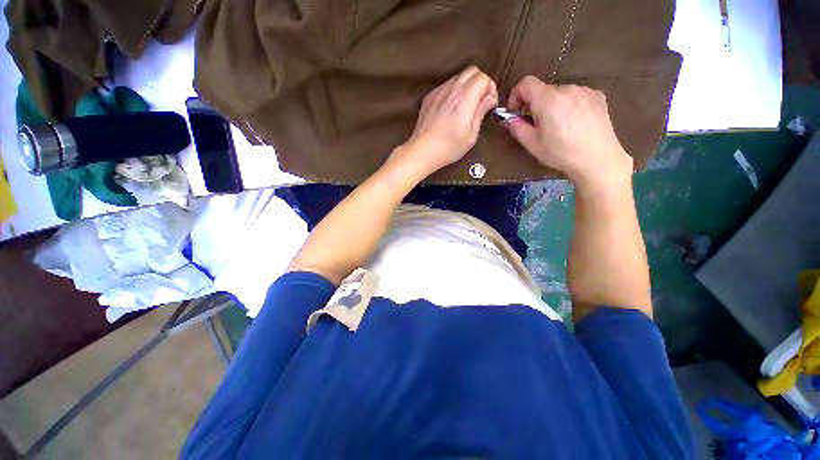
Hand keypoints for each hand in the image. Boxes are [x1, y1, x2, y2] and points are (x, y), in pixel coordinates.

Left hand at [391, 66, 497, 175]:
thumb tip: (490, 98)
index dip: (490, 89)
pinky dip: (452, 91)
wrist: (422, 151)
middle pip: (471, 71)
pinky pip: (444, 86)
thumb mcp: (471, 135)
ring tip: (464, 106)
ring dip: (466, 86)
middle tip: (479, 102)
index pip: (483, 78)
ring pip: (457, 77)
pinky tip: (450, 108)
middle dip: (480, 83)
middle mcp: (451, 89)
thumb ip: (481, 112)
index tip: (489, 104)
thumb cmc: (449, 147)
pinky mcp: (428, 98)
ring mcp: (437, 92)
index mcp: (464, 98)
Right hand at [503, 76, 632, 188]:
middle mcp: (567, 89)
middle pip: (543, 90)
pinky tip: (574, 123)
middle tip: (536, 125)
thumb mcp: (532, 144)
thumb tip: (507, 118)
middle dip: (535, 105)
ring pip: (560, 93)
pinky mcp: (597, 96)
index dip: (516, 95)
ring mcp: (585, 91)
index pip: (526, 83)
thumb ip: (516, 127)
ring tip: (557, 126)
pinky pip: (576, 96)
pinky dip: (569, 105)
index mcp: (548, 100)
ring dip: (552, 105)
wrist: (597, 159)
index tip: (516, 111)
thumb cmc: (560, 153)